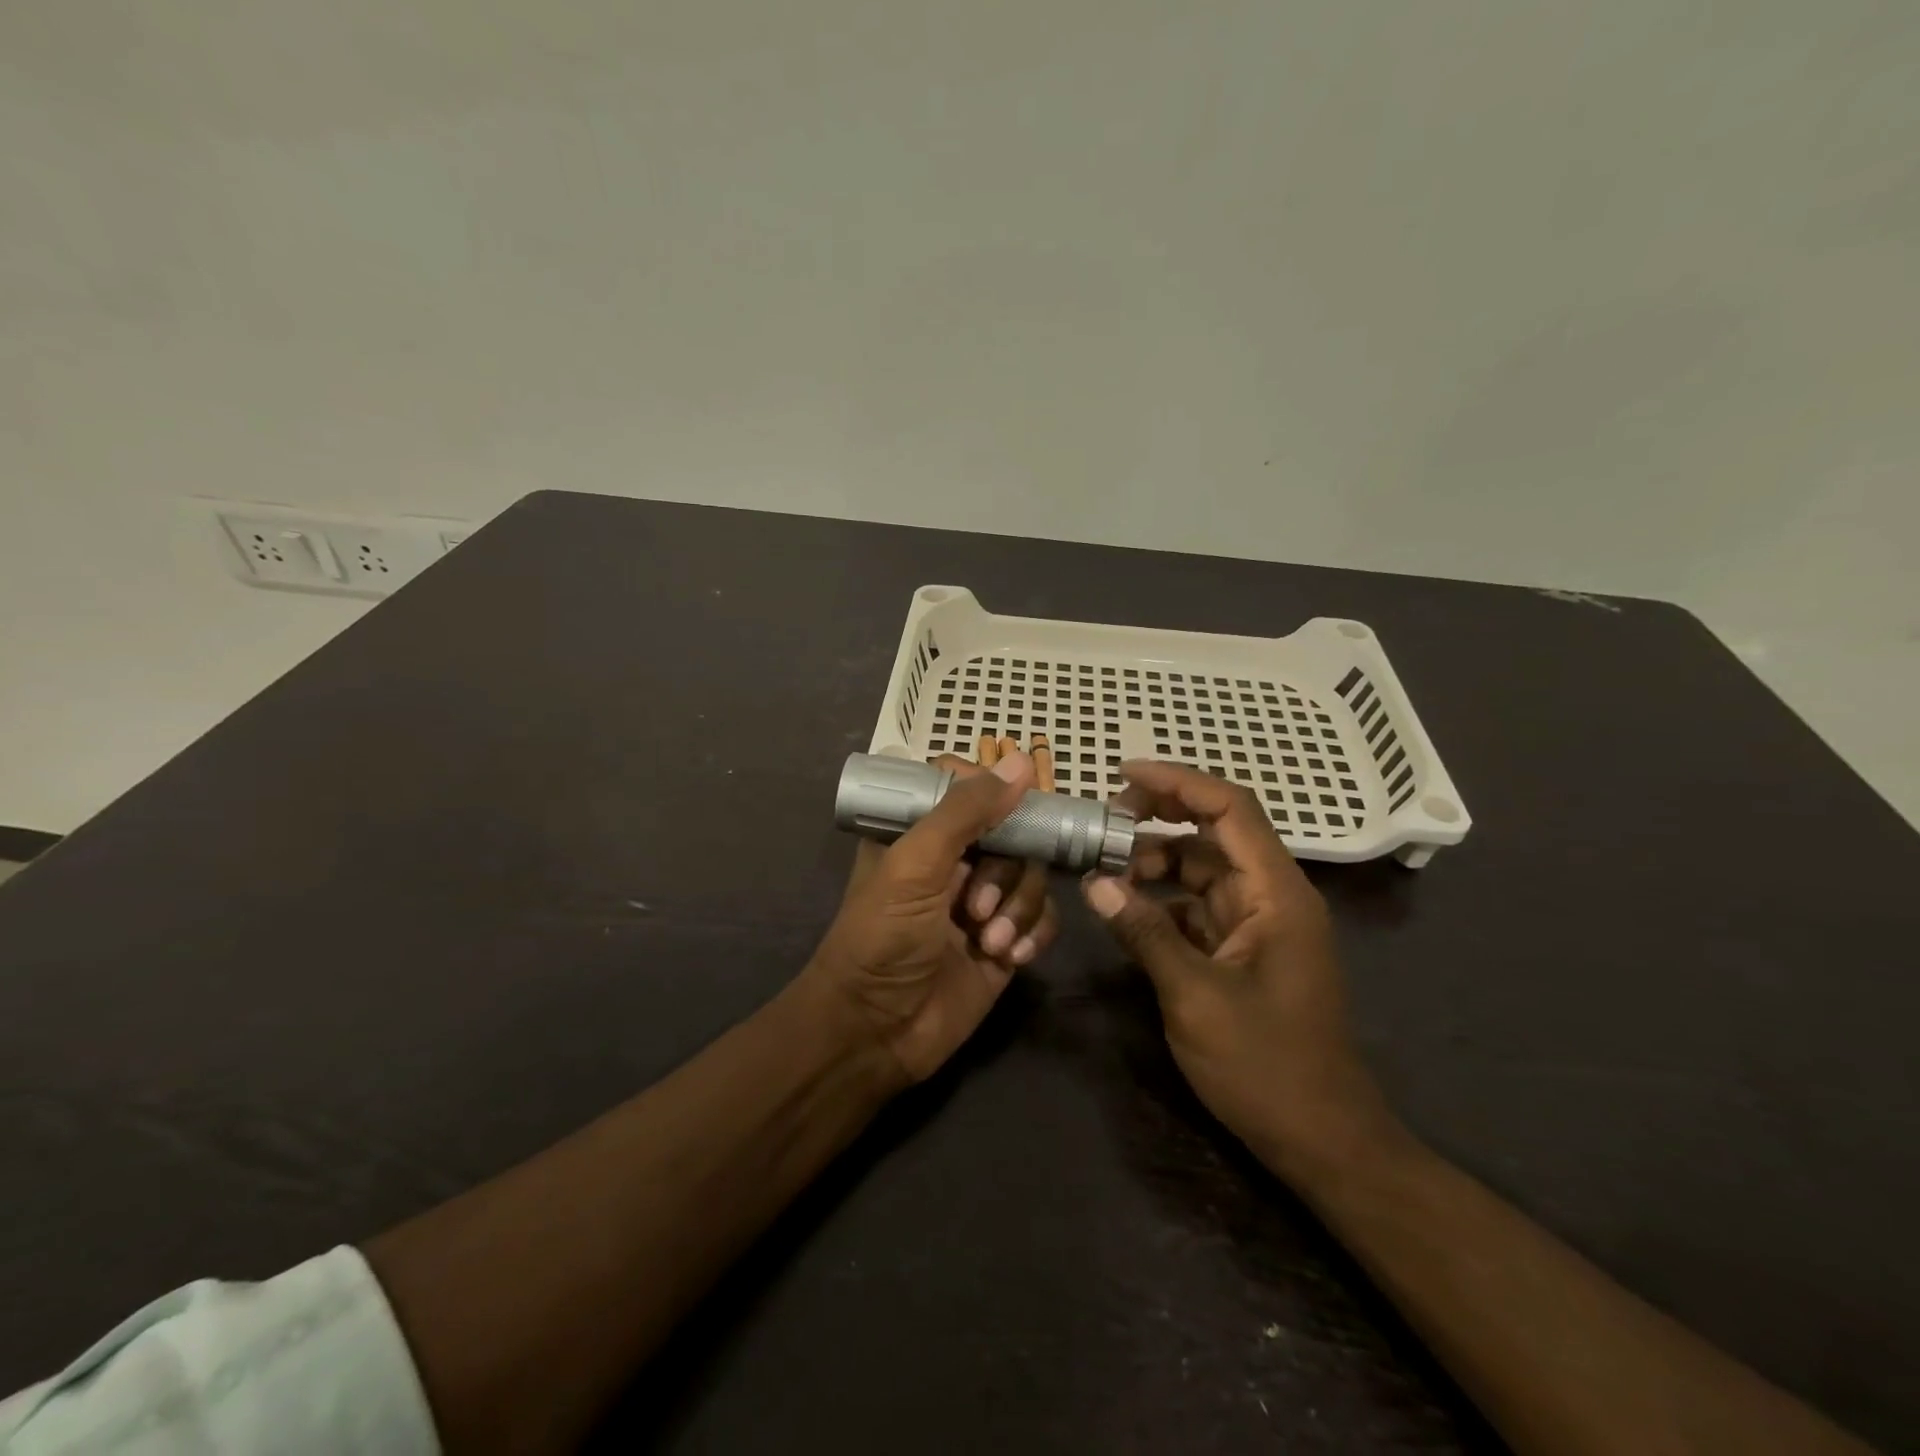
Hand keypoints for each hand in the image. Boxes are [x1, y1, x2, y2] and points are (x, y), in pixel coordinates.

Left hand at [806, 751, 1057, 1085]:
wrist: (876, 1032)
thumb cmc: (882, 937)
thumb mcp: (915, 864)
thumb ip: (965, 811)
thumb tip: (1021, 762)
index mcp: (920, 833)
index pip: (966, 788)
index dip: (993, 792)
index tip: (1010, 807)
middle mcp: (953, 861)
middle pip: (1011, 833)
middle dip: (1004, 871)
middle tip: (975, 906)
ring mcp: (982, 902)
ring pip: (1031, 876)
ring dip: (1017, 907)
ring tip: (989, 941)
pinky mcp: (1005, 941)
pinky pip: (1043, 918)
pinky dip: (1034, 933)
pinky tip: (1009, 957)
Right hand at [1081, 760, 1399, 1179]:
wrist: (1322, 1141)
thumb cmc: (1266, 1066)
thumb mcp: (1195, 996)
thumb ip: (1145, 932)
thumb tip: (1094, 883)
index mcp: (1276, 893)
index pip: (1230, 809)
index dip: (1178, 781)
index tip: (1123, 774)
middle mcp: (1271, 896)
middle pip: (1214, 831)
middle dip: (1160, 817)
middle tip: (1104, 820)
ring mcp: (1258, 924)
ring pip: (1201, 869)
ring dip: (1155, 862)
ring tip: (1104, 869)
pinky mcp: (1243, 950)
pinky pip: (1197, 907)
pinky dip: (1161, 901)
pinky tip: (1125, 911)